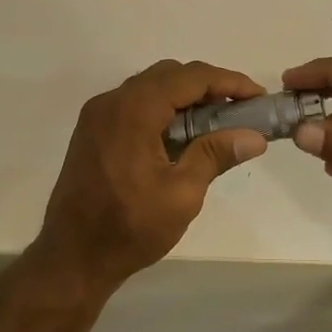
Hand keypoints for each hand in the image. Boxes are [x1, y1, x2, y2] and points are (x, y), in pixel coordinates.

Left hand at [35, 60, 268, 298]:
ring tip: (217, 125)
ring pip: (150, 89)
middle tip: (240, 112)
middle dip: (208, 87)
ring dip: (185, 99)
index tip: (258, 97)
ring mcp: (97, 116)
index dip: (229, 83)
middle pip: (168, 76)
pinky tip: (182, 137)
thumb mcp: (181, 194)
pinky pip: (133, 106)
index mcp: (133, 111)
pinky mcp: (92, 132)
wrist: (72, 256)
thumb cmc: (129, 228)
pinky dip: (162, 111)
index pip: (189, 77)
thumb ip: (215, 155)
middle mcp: (111, 102)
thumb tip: (254, 136)